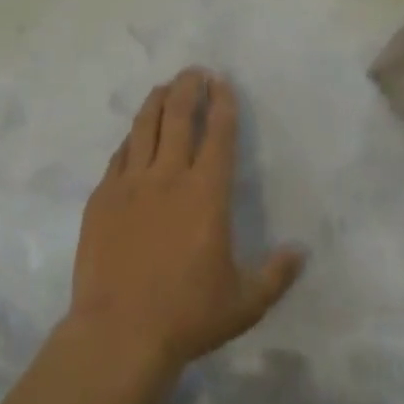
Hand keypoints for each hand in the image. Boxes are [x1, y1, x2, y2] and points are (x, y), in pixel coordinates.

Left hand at [67, 69, 303, 382]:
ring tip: (165, 86)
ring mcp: (131, 183)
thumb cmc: (187, 316)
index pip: (218, 134)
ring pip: (145, 127)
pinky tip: (134, 134)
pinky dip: (131, 138)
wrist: (119, 332)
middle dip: (188, 87)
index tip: (222, 81)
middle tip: (194, 71)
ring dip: (157, 100)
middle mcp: (168, 176)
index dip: (222, 102)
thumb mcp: (244, 302)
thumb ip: (276, 274)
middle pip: (178, 117)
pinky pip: (119, 155)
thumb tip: (301, 252)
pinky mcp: (102, 196)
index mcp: (206, 194)